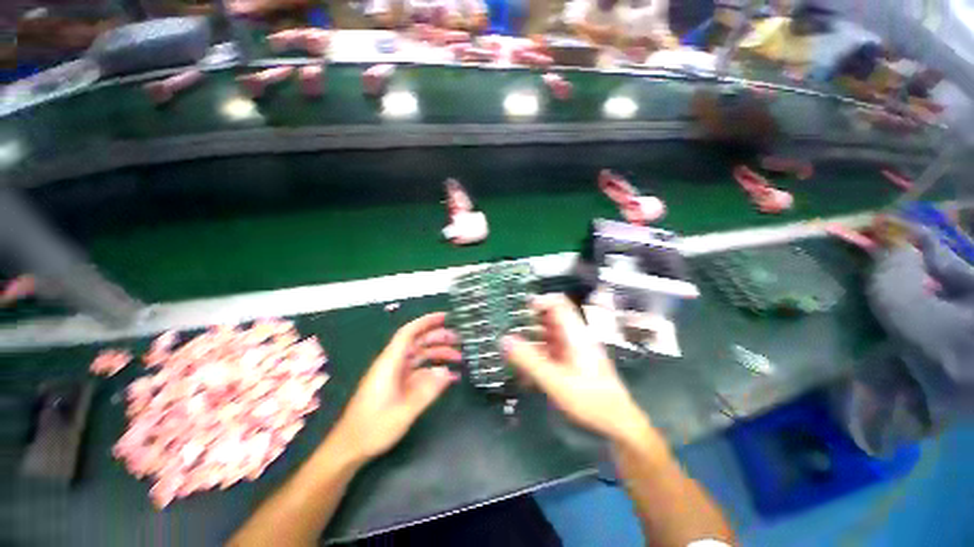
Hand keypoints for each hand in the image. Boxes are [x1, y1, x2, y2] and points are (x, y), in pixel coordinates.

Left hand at [332, 312, 459, 461]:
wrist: (350, 447)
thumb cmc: (373, 428)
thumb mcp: (404, 411)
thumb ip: (427, 390)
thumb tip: (448, 372)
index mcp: (390, 362)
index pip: (408, 333)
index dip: (426, 322)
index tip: (445, 316)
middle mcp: (392, 363)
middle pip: (417, 342)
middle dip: (438, 337)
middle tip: (459, 339)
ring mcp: (395, 374)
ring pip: (420, 355)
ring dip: (438, 353)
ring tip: (459, 356)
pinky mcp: (397, 384)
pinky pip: (419, 371)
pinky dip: (434, 370)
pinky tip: (449, 376)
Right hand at [501, 295, 649, 444]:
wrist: (618, 424)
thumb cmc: (590, 400)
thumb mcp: (556, 381)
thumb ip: (529, 360)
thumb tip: (504, 339)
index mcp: (575, 334)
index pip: (558, 303)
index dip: (539, 301)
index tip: (518, 311)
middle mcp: (574, 337)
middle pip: (549, 318)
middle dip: (528, 323)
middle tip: (508, 333)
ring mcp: (573, 349)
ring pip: (547, 335)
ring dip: (530, 342)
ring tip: (511, 354)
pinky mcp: (571, 362)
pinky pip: (549, 351)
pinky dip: (536, 357)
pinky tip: (525, 375)